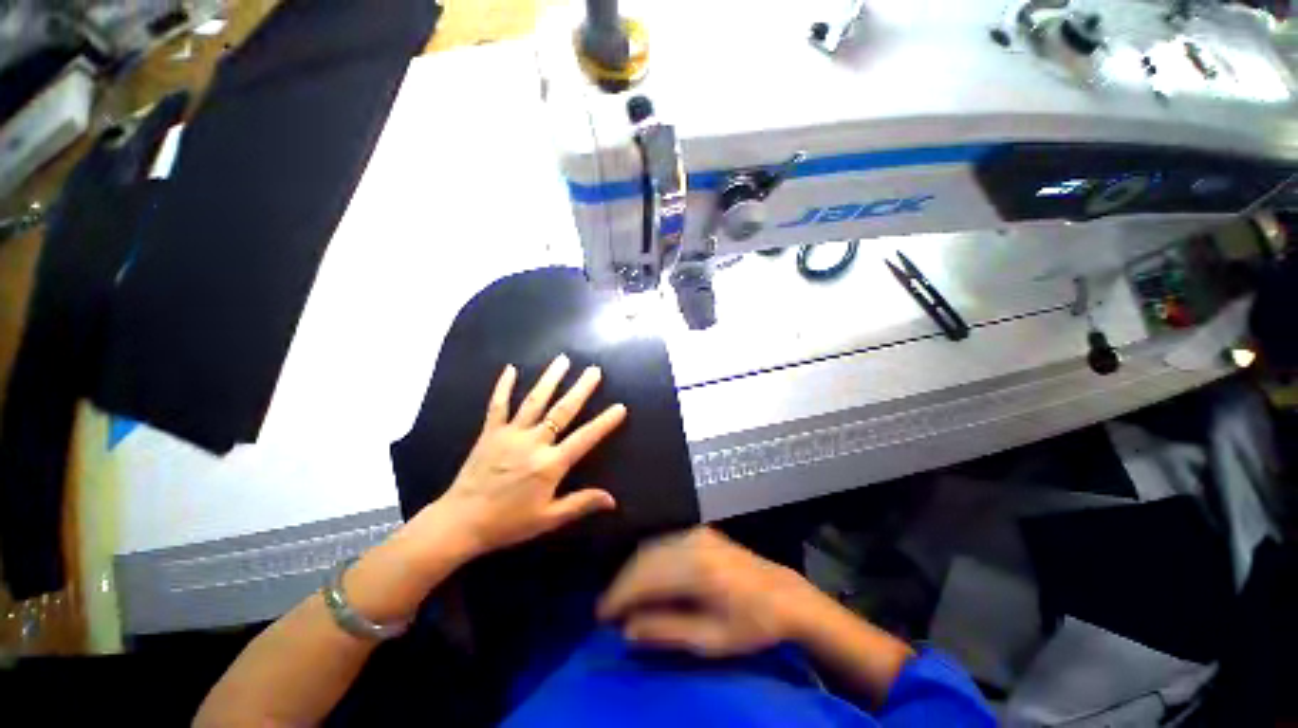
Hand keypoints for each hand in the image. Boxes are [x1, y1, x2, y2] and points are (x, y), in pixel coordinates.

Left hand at [439, 354, 627, 555]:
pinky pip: (498, 405)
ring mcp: (510, 434)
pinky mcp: (490, 432)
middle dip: (580, 389)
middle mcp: (533, 443)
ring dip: (550, 379)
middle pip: (562, 411)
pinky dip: (503, 386)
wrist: (460, 523)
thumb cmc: (508, 523)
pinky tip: (510, 369)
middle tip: (594, 370)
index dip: (604, 423)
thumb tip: (613, 500)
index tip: (620, 407)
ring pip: (535, 401)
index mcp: (550, 464)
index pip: (585, 438)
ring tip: (563, 360)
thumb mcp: (548, 519)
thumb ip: (581, 504)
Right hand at [597, 527, 819, 657]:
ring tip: (623, 598)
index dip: (619, 595)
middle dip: (622, 584)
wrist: (783, 594)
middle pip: (644, 558)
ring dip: (633, 571)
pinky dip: (648, 561)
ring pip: (651, 548)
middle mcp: (692, 542)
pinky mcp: (699, 532)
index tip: (601, 616)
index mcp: (696, 568)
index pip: (645, 577)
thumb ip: (667, 631)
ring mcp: (696, 533)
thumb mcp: (712, 639)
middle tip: (609, 610)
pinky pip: (663, 543)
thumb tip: (627, 628)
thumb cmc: (751, 623)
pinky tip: (645, 579)